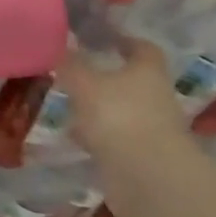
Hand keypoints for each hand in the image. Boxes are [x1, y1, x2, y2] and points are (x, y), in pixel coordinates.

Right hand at [55, 40, 183, 155]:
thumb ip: (71, 64)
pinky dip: (97, 135)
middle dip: (105, 77)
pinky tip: (74, 135)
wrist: (148, 178)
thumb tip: (60, 44)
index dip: (123, 41)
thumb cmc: (119, 116)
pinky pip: (115, 138)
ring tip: (69, 104)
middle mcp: (155, 96)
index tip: (101, 39)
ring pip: (121, 110)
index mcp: (148, 71)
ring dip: (99, 108)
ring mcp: (151, 128)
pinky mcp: (142, 156)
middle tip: (75, 73)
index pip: (142, 48)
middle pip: (131, 80)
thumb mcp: (84, 84)